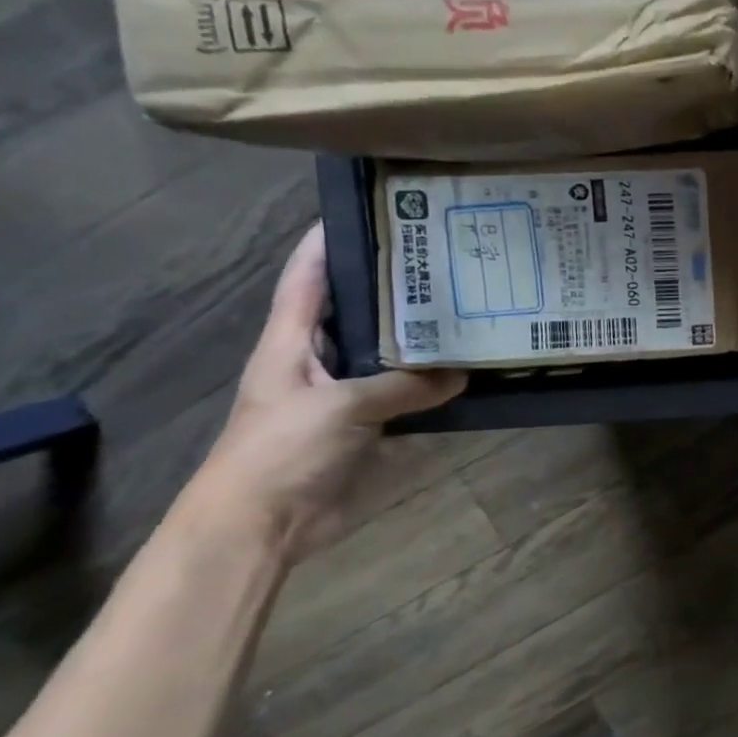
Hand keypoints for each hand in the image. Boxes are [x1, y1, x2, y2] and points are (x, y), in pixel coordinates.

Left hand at [180, 224, 465, 563]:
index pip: (307, 278)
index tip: (371, 209)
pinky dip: (439, 387)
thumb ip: (402, 387)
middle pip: (361, 312)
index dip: (329, 242)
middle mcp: (322, 360)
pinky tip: (474, 372)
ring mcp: (350, 395)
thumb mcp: (339, 408)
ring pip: (392, 356)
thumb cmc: (280, 451)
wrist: (263, 526)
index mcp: (292, 342)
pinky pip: (412, 397)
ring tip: (473, 308)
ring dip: (425, 340)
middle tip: (449, 259)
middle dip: (397, 287)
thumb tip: (461, 373)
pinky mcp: (372, 427)